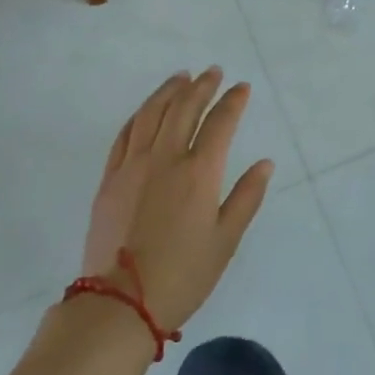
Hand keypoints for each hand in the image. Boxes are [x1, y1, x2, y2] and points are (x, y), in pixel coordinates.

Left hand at [82, 69, 273, 329]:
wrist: (121, 302)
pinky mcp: (110, 178)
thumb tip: (264, 163)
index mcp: (199, 172)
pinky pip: (125, 134)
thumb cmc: (183, 275)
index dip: (233, 101)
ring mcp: (133, 165)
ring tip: (181, 77)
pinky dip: (140, 115)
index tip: (242, 87)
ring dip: (169, 91)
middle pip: (184, 108)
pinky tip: (146, 109)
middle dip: (202, 86)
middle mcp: (165, 158)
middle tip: (213, 72)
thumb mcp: (226, 240)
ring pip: (151, 114)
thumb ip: (246, 197)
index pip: (220, 123)